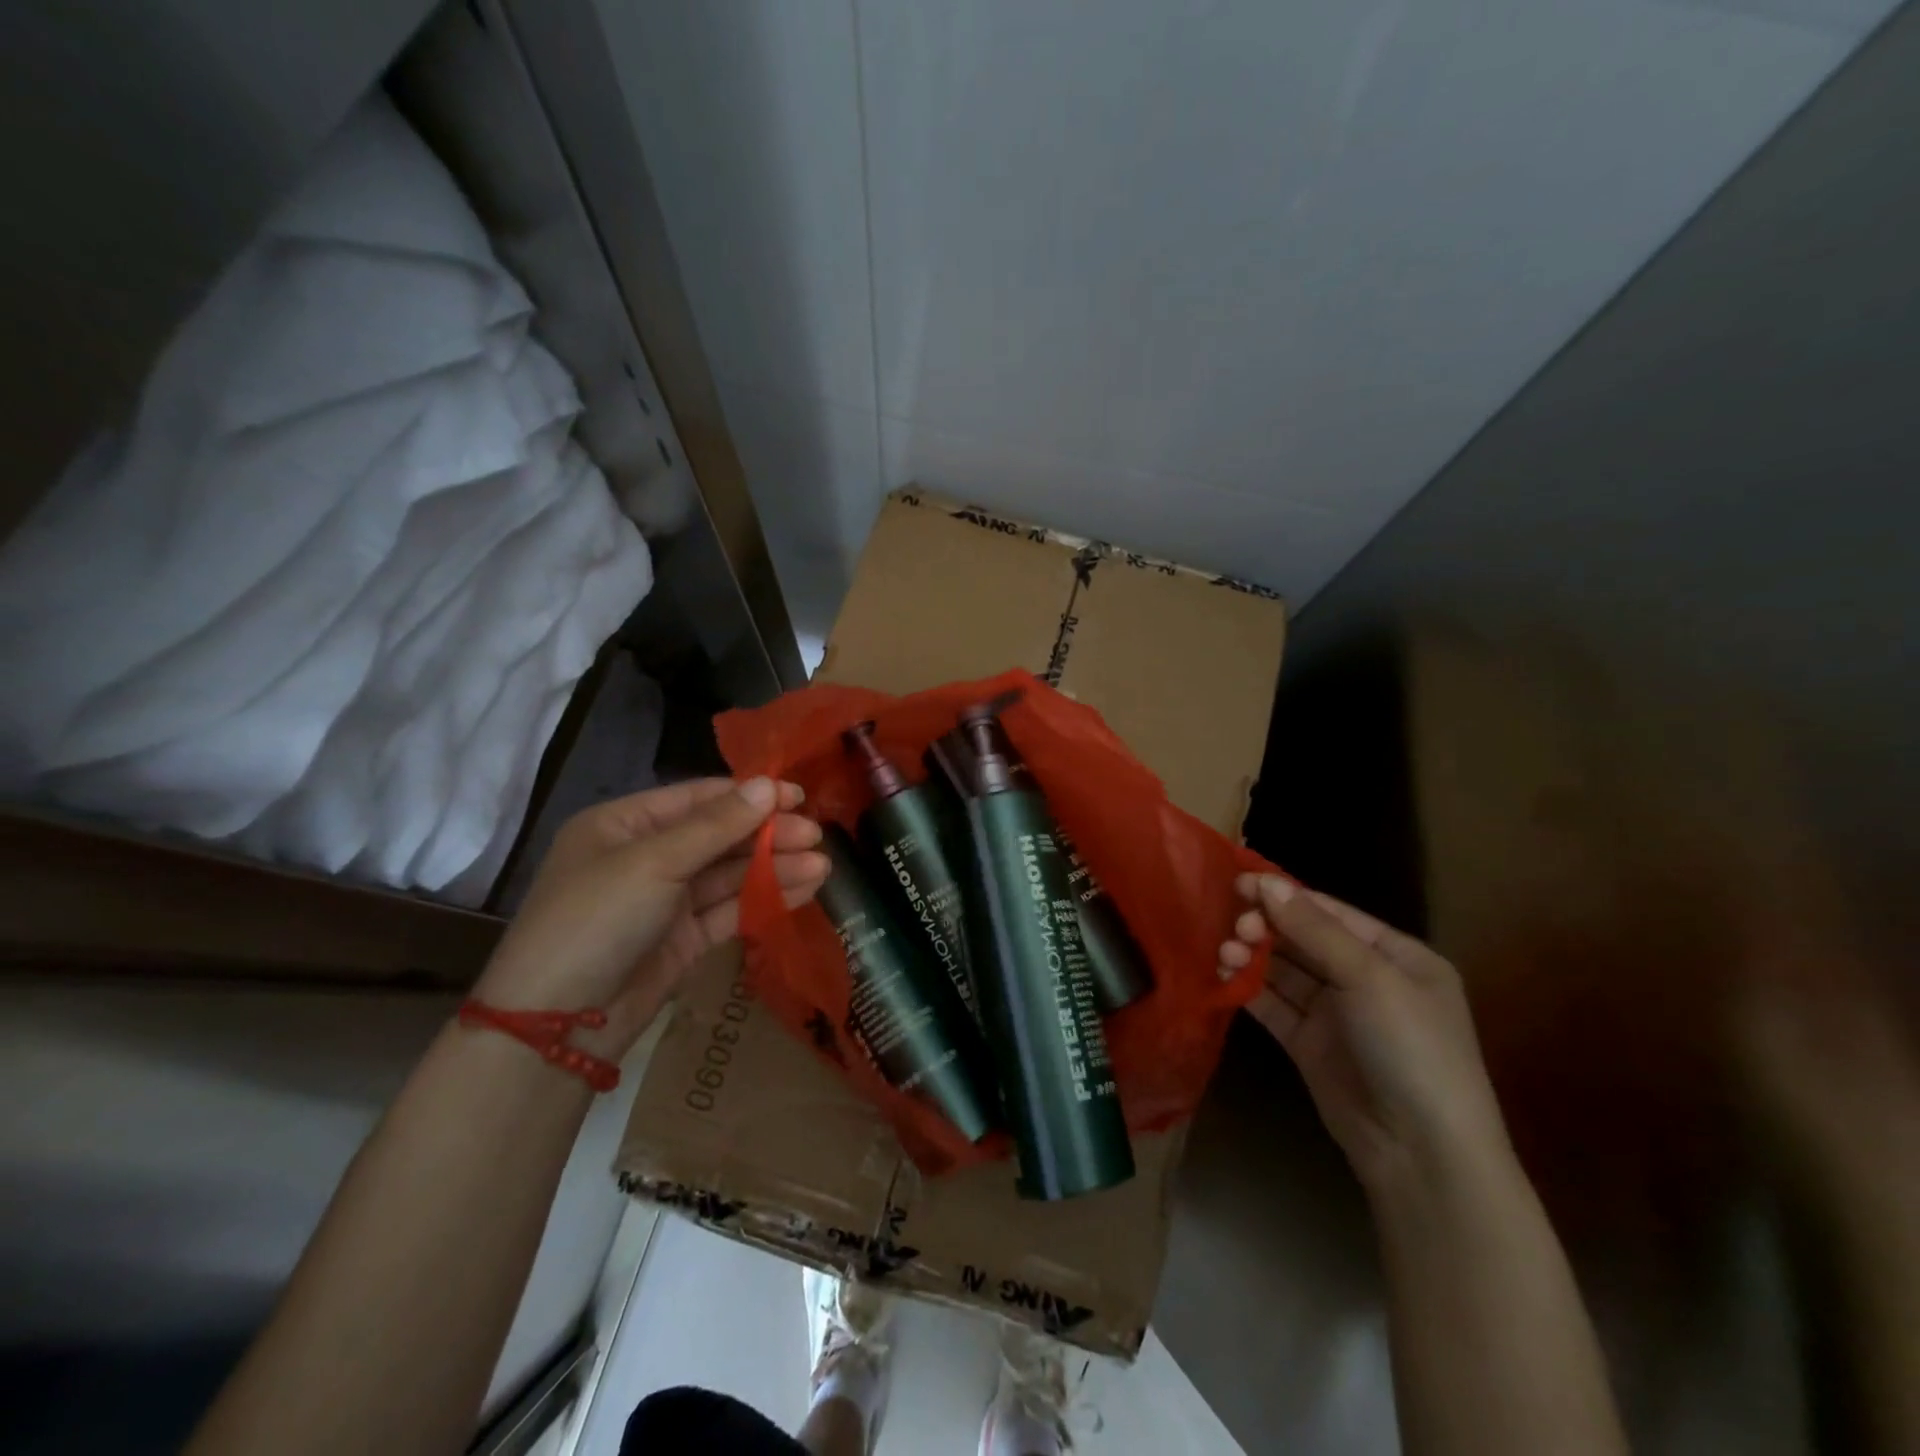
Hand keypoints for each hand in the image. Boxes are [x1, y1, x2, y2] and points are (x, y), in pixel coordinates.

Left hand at [474, 777, 829, 1052]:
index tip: (797, 796)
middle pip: (719, 836)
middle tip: (816, 836)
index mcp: (623, 825)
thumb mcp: (653, 863)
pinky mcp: (684, 938)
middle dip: (767, 835)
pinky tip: (803, 890)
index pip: (698, 799)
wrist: (558, 1026)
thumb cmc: (595, 921)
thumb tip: (768, 785)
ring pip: (729, 874)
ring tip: (823, 866)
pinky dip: (765, 899)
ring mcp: (665, 900)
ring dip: (774, 868)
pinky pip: (730, 909)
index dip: (749, 795)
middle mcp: (645, 857)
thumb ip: (716, 826)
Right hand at [1221, 875, 1511, 1194]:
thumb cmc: (1411, 1048)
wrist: (1422, 1153)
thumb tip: (1267, 883)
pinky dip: (1249, 988)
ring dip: (1252, 956)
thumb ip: (1315, 930)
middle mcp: (1366, 979)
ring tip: (1224, 953)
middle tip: (1234, 927)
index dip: (1286, 895)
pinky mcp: (1309, 1044)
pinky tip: (1224, 976)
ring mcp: (1336, 1013)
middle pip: (1304, 939)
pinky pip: (1274, 1004)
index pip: (1332, 912)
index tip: (1239, 882)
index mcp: (1397, 956)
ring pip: (1284, 971)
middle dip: (1266, 927)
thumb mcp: (1370, 979)